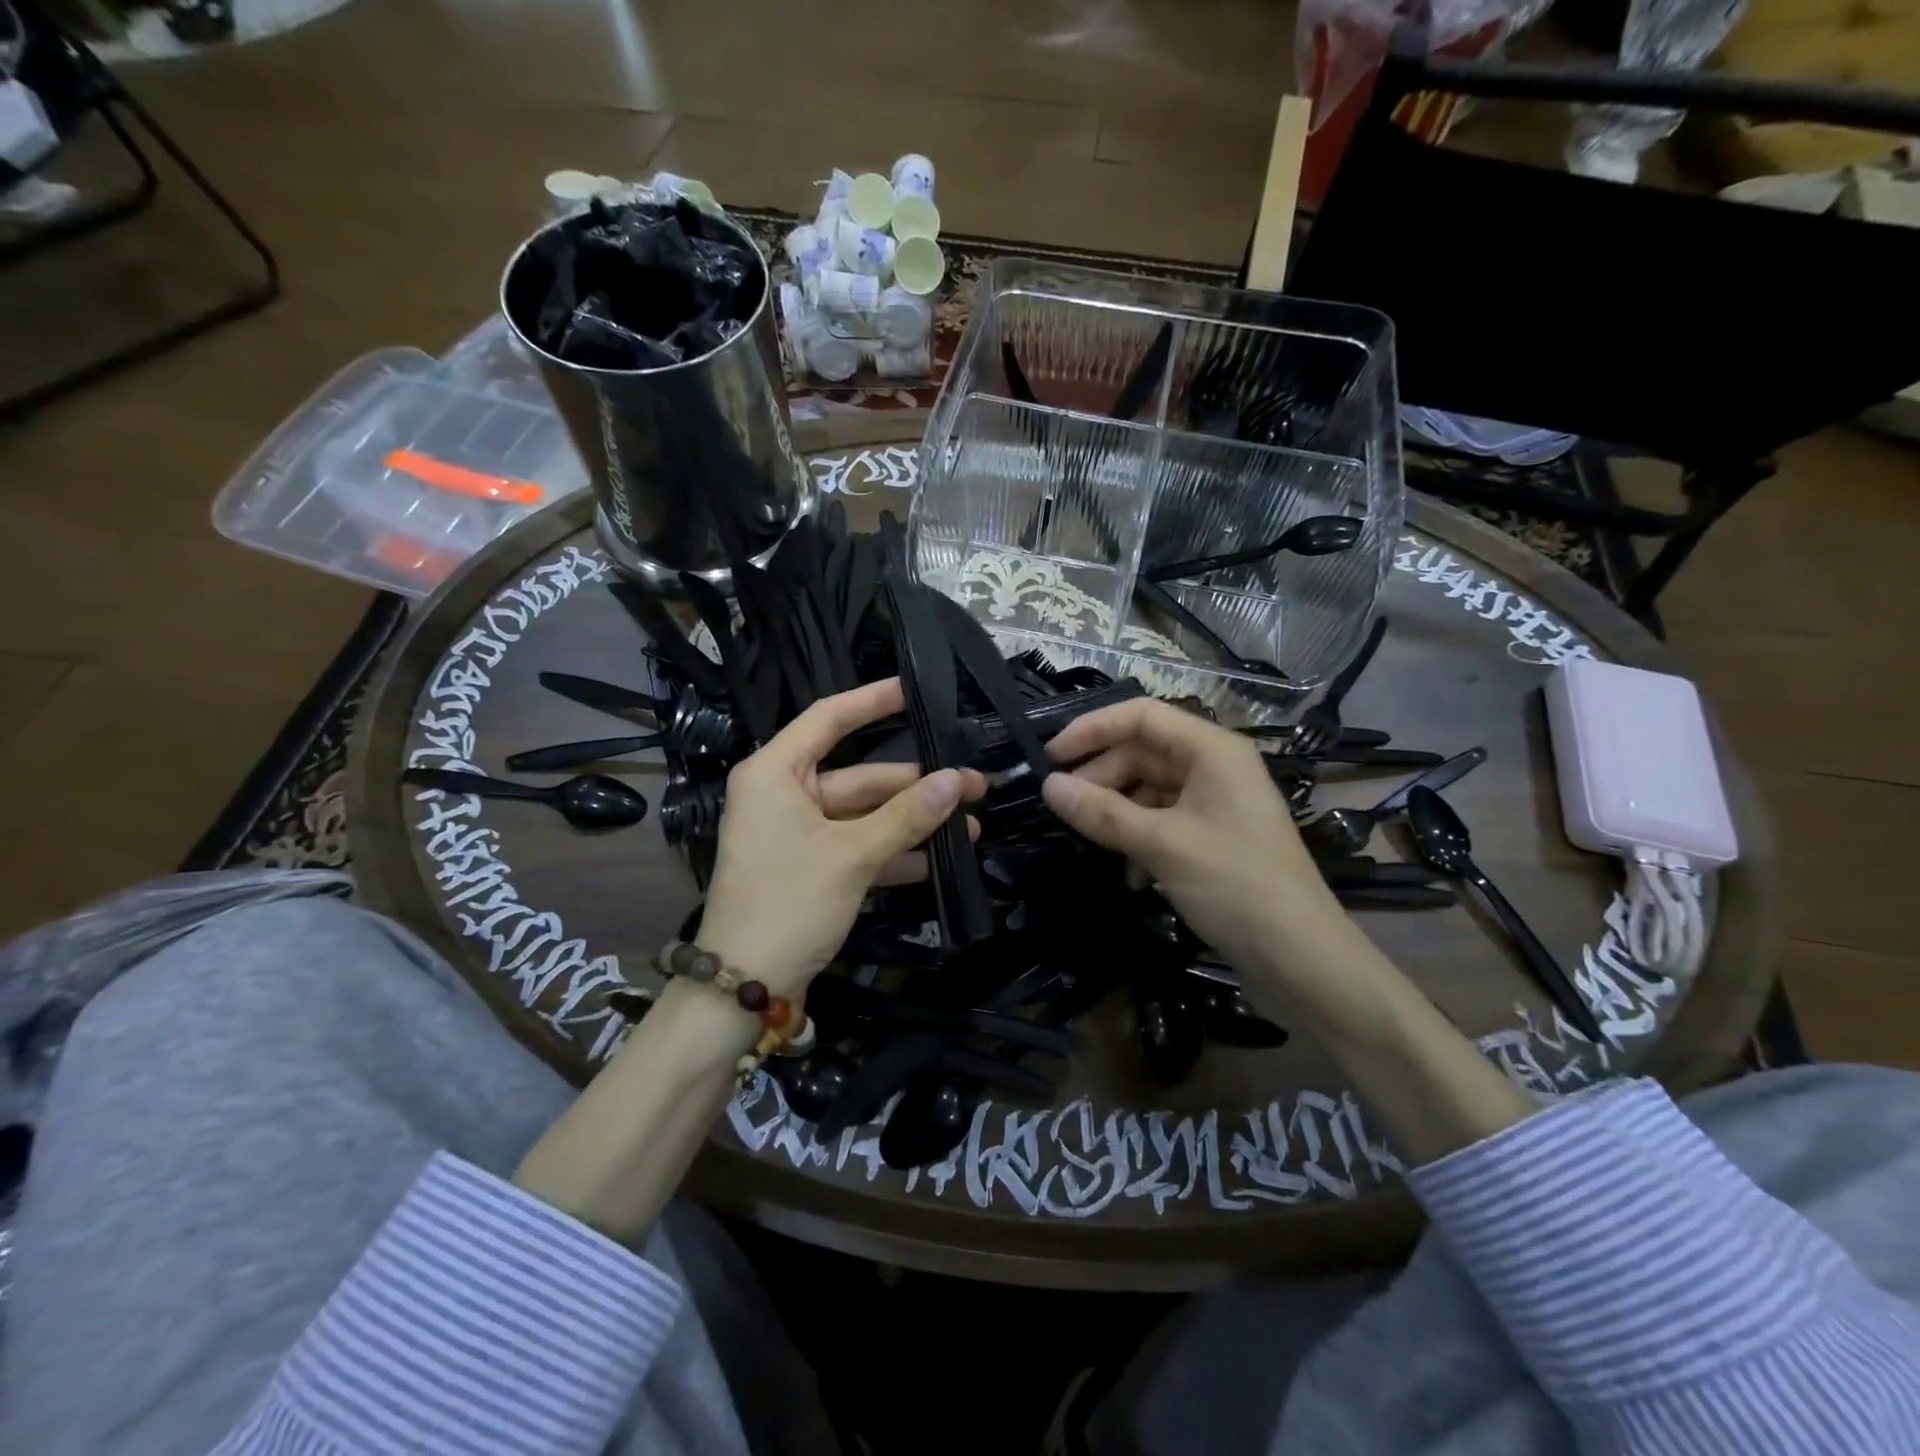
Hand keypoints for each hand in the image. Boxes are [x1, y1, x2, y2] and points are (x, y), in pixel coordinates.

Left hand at [698, 678, 985, 993]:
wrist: (744, 988)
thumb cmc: (789, 903)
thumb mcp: (852, 855)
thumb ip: (906, 815)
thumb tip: (956, 779)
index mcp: (775, 773)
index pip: (829, 718)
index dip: (873, 700)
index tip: (916, 689)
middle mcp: (783, 795)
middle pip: (859, 776)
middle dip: (916, 785)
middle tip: (974, 785)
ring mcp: (797, 834)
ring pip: (863, 815)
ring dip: (912, 823)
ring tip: (971, 826)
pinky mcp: (810, 868)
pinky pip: (857, 847)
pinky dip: (893, 854)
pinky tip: (939, 862)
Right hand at [1040, 698, 1349, 987]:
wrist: (1301, 959)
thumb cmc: (1235, 885)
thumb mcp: (1162, 844)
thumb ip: (1102, 812)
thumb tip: (1048, 787)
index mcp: (1212, 750)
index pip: (1142, 716)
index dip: (1092, 729)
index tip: (1050, 757)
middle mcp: (1214, 768)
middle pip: (1143, 753)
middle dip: (1101, 777)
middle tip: (1062, 807)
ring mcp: (1215, 805)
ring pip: (1149, 790)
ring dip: (1117, 813)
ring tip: (1090, 841)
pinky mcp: (1213, 840)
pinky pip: (1162, 822)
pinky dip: (1138, 840)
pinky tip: (1130, 876)